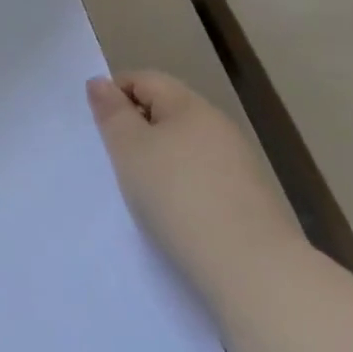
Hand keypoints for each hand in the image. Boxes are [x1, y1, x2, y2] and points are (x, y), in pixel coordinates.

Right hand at [87, 71, 304, 292]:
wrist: (254, 272)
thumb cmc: (179, 197)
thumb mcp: (129, 149)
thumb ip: (111, 111)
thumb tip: (100, 82)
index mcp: (190, 105)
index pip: (143, 79)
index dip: (114, 94)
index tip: (99, 128)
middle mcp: (218, 126)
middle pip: (166, 112)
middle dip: (137, 130)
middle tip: (115, 161)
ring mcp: (240, 165)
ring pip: (185, 148)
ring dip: (160, 161)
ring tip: (143, 193)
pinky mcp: (251, 202)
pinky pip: (204, 179)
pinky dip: (183, 188)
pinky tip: (175, 215)